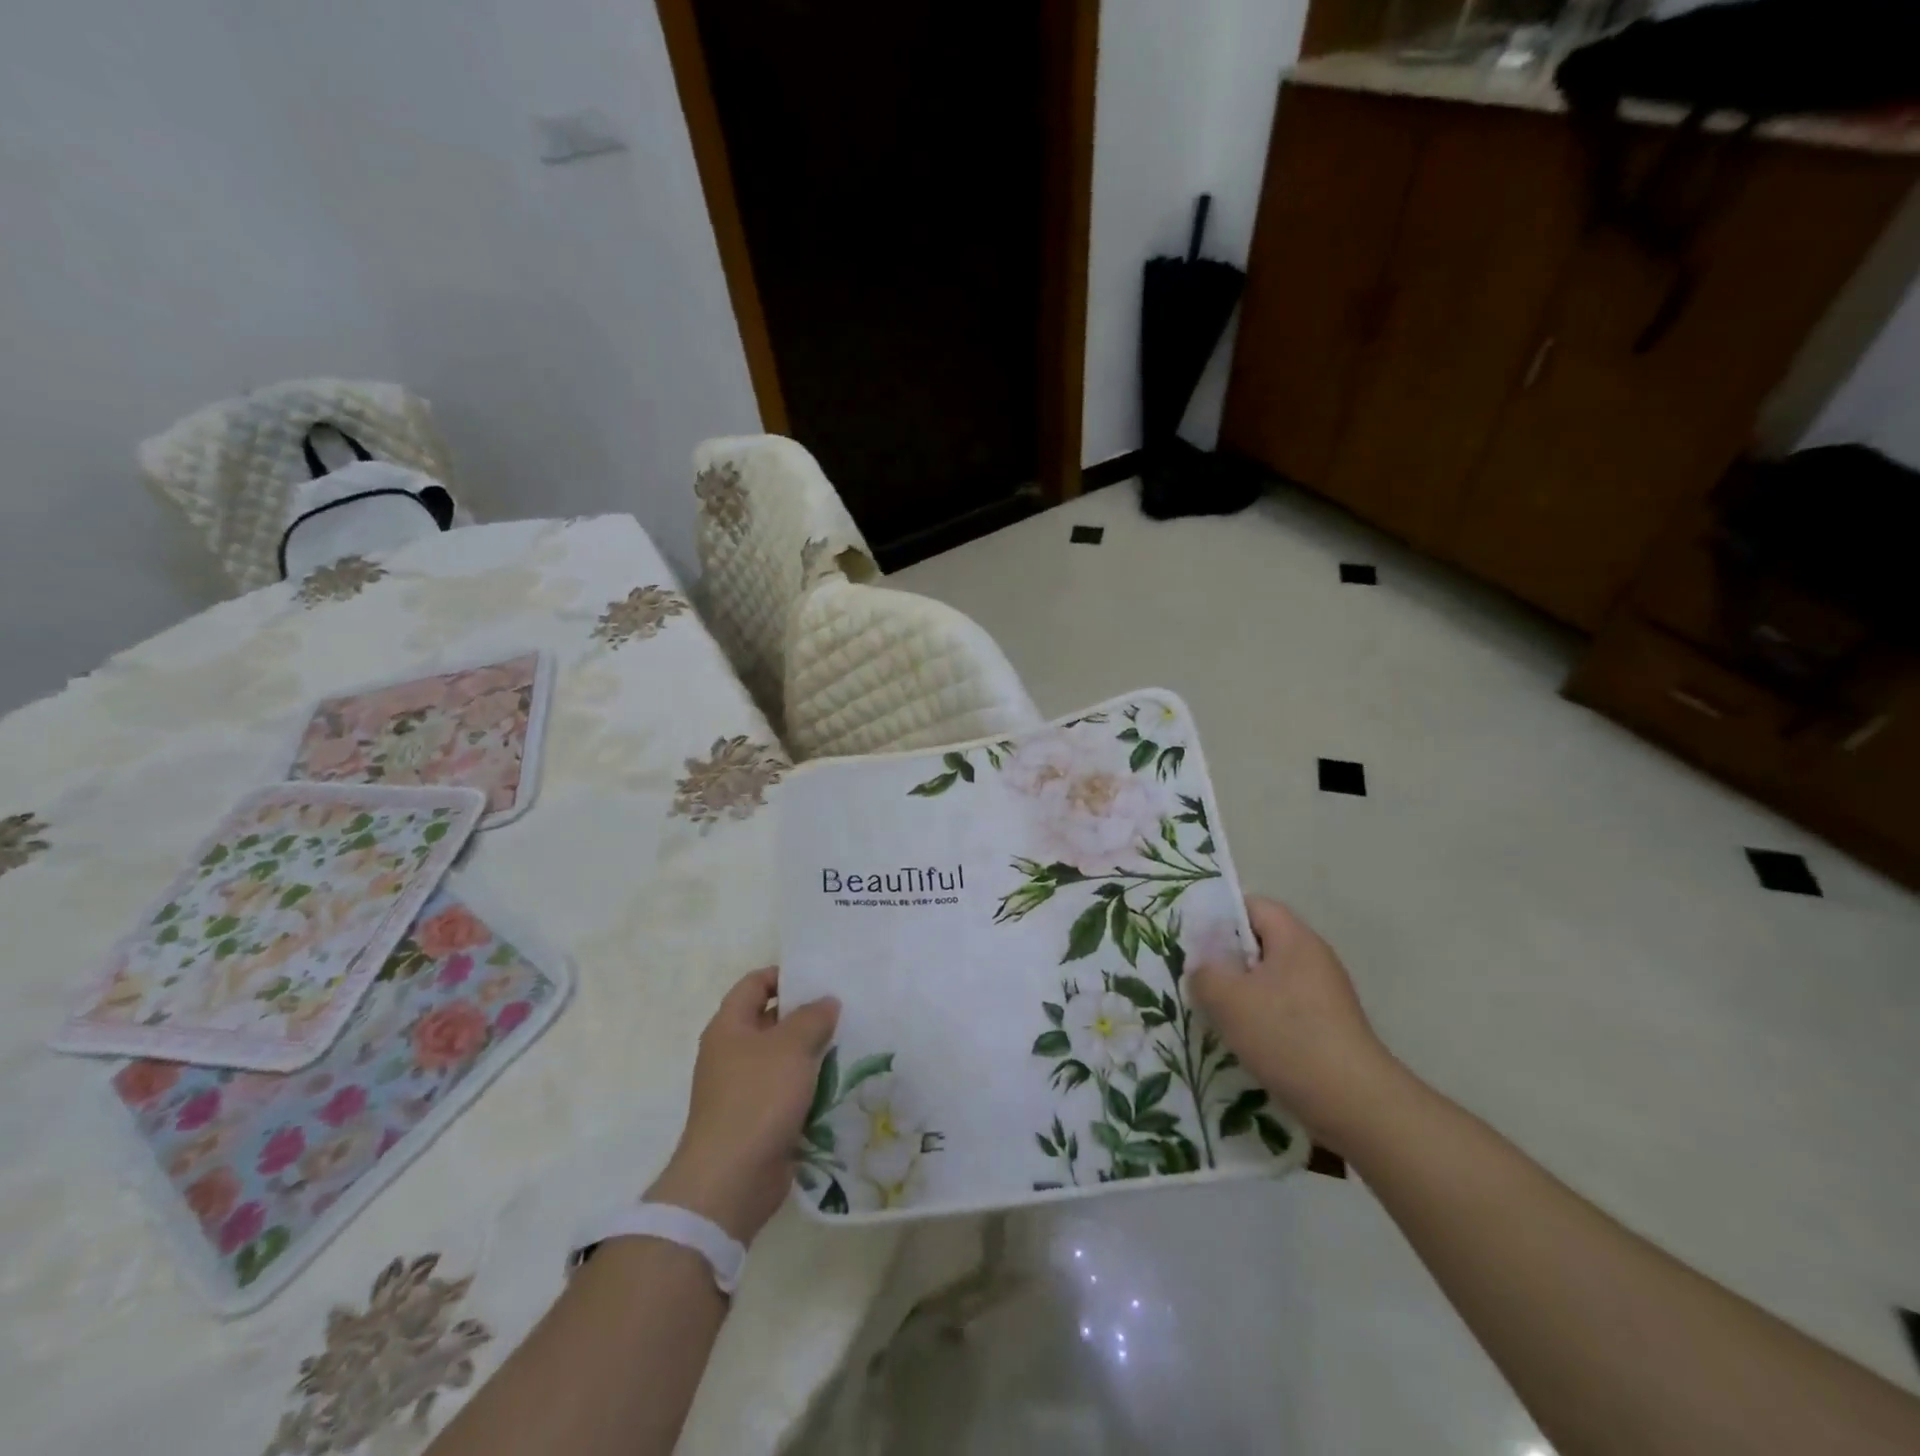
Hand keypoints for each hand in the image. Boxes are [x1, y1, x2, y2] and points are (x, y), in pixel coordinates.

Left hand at [646, 968, 839, 1244]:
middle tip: (845, 1009)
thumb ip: (812, 1017)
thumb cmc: (757, 1098)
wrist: (731, 1180)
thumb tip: (826, 1001)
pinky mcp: (759, 1121)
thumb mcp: (791, 1046)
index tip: (820, 978)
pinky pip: (789, 1092)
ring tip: (852, 1043)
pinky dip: (811, 1087)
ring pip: (784, 1059)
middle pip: (771, 1022)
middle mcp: (732, 1054)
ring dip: (813, 1054)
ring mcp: (744, 1090)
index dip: (784, 975)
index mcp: (729, 1027)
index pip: (755, 984)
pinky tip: (842, 1083)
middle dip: (806, 1016)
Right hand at [1186, 896, 1396, 1144]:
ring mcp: (1325, 994)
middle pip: (1261, 942)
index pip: (1254, 906)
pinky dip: (1261, 1018)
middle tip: (1198, 979)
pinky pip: (1284, 1007)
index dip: (1220, 916)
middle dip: (1227, 959)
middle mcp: (1314, 958)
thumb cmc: (1287, 1037)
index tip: (1195, 942)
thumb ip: (1204, 972)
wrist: (1355, 1104)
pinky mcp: (1329, 1026)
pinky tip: (1245, 1041)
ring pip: (1270, 979)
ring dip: (1241, 993)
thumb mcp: (1228, 999)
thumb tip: (1203, 968)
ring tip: (1215, 1014)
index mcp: (1295, 938)